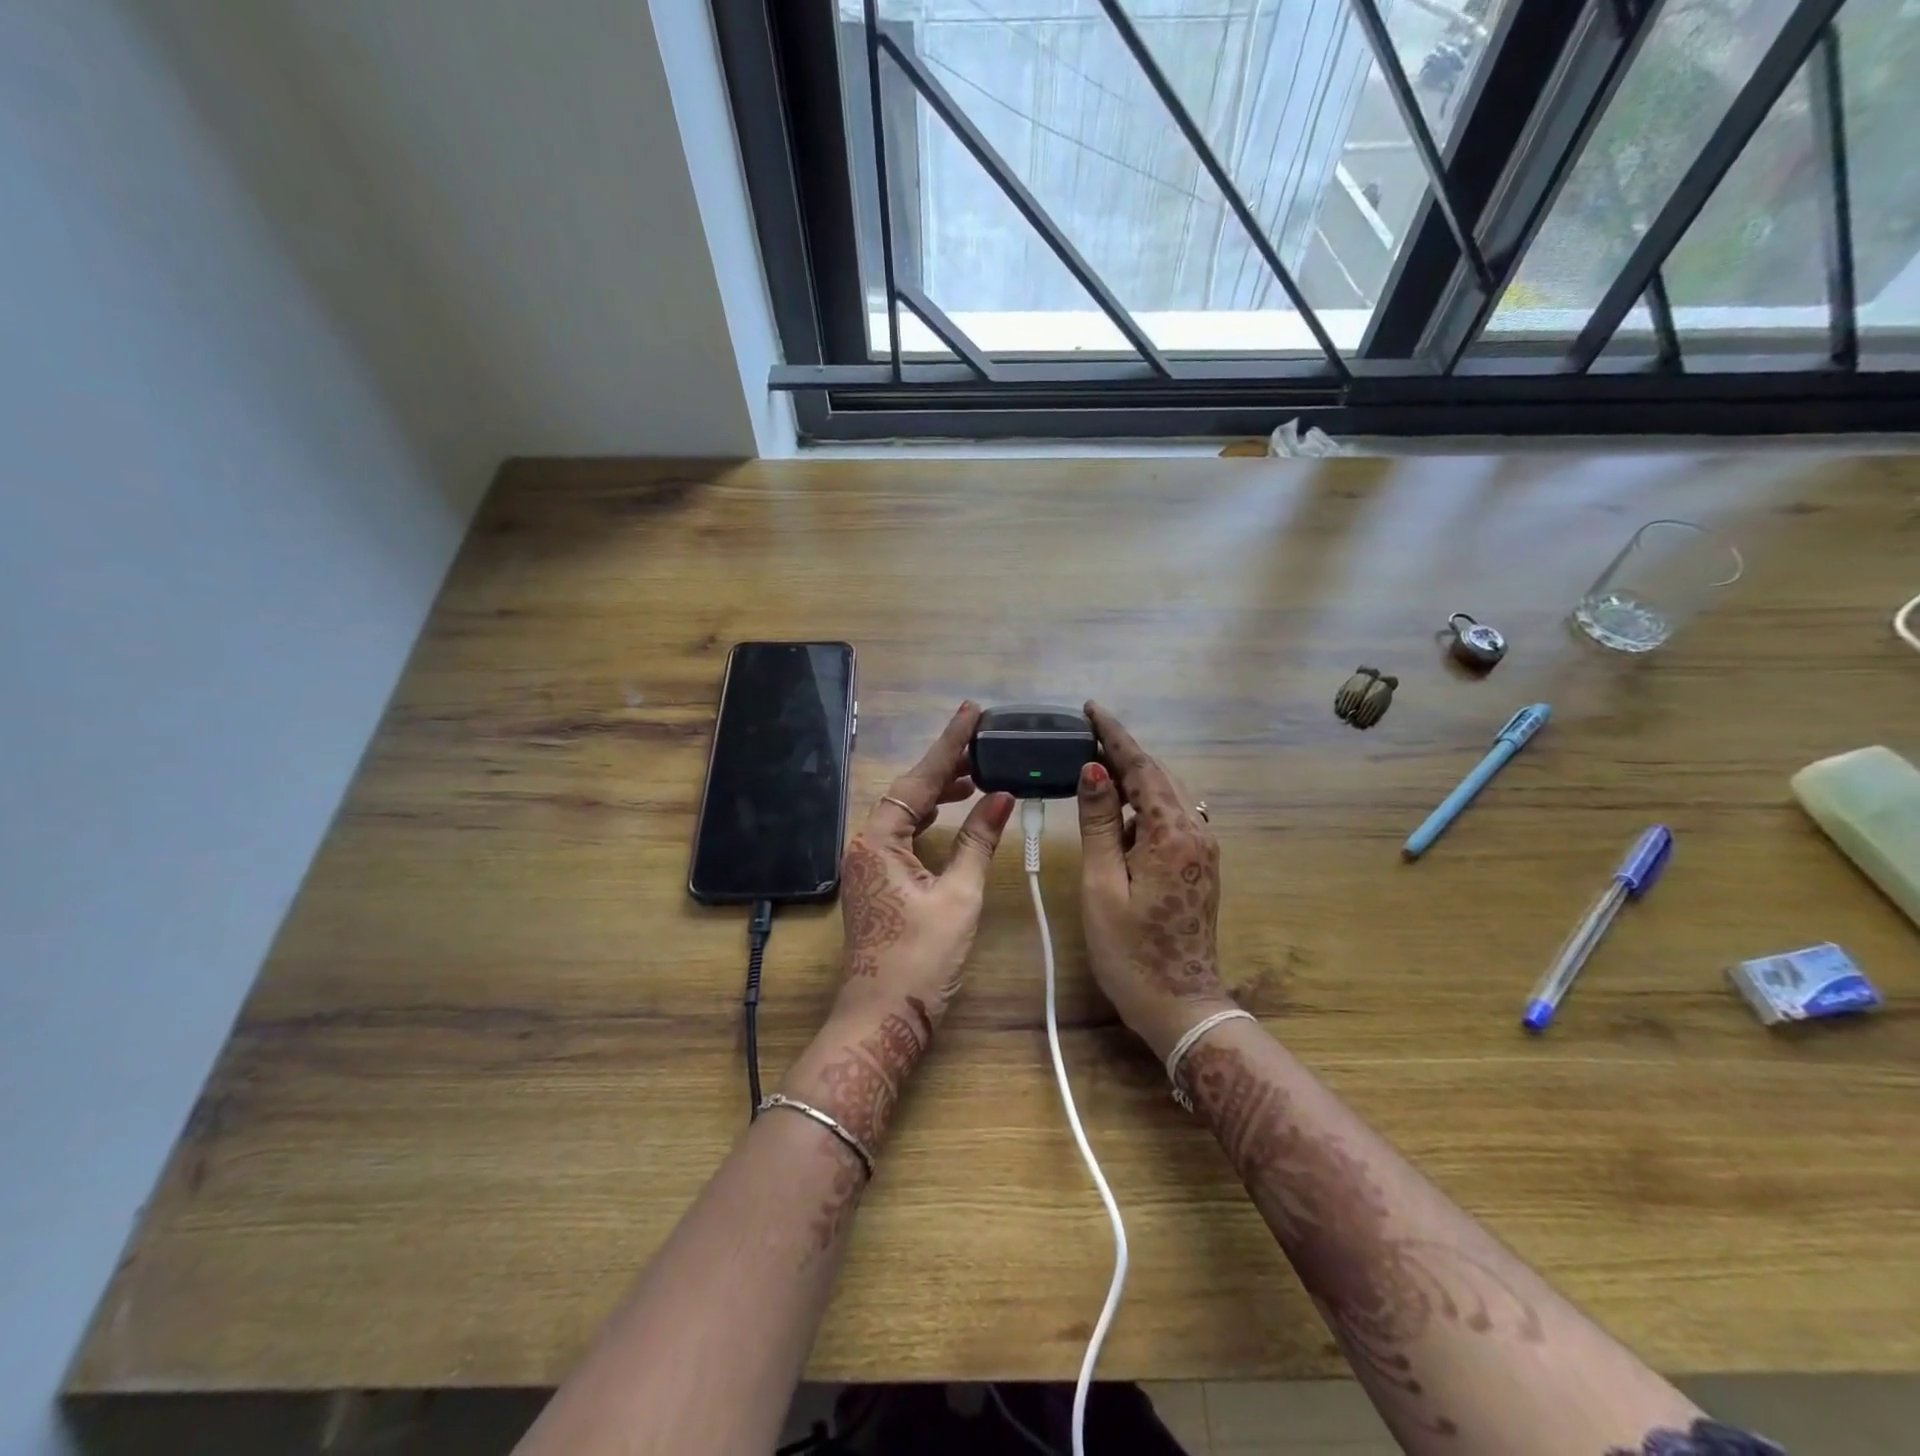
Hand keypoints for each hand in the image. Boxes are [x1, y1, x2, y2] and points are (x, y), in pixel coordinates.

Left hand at [833, 702, 1013, 1041]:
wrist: (882, 1019)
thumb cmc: (920, 960)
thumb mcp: (958, 897)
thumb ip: (978, 842)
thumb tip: (1002, 798)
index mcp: (878, 841)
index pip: (919, 780)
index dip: (949, 745)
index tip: (971, 712)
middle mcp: (865, 845)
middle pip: (907, 792)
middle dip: (944, 767)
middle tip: (983, 746)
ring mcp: (867, 865)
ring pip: (904, 813)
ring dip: (937, 794)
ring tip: (975, 776)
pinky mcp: (876, 882)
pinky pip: (902, 835)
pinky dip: (928, 820)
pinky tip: (950, 815)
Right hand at [1076, 701, 1234, 1059]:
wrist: (1179, 1004)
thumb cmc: (1131, 951)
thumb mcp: (1104, 886)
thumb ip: (1099, 824)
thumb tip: (1094, 770)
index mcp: (1172, 834)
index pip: (1141, 769)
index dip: (1114, 736)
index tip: (1091, 709)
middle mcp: (1196, 832)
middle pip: (1157, 777)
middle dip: (1122, 753)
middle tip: (1085, 735)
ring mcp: (1202, 849)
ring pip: (1164, 797)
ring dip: (1132, 780)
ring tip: (1094, 770)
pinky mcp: (1199, 865)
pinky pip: (1169, 820)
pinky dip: (1141, 808)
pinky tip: (1117, 816)